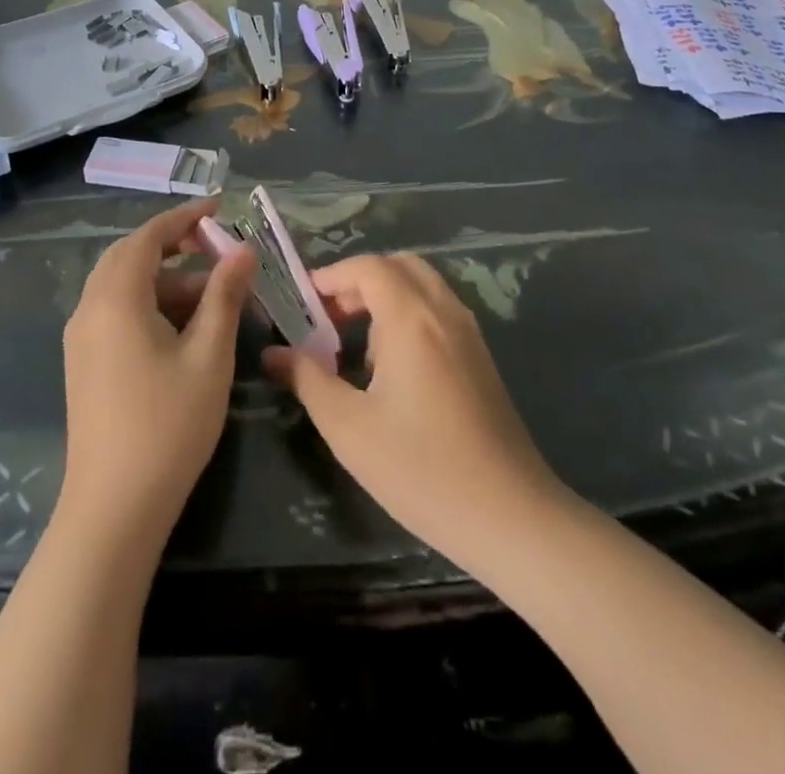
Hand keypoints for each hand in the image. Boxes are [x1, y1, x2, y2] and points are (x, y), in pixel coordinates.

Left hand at [59, 199, 254, 541]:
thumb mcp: (209, 355)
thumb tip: (243, 251)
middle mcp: (90, 308)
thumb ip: (225, 296)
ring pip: (122, 285)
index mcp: (116, 298)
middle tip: (215, 246)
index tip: (218, 208)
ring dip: (164, 278)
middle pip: (129, 256)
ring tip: (213, 295)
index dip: (183, 217)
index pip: (148, 236)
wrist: (113, 508)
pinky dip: (149, 302)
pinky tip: (183, 326)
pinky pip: (115, 311)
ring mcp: (82, 337)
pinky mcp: (83, 362)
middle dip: (172, 245)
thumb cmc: (168, 425)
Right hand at [262, 253, 559, 563]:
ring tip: (355, 347)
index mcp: (412, 318)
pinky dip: (409, 316)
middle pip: (398, 266)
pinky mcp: (481, 358)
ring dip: (385, 298)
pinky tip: (392, 369)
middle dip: (358, 282)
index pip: (368, 267)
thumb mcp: (349, 427)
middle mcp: (444, 312)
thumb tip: (273, 354)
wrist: (511, 517)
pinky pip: (438, 312)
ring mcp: (469, 334)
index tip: (302, 304)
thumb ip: (307, 380)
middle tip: (329, 318)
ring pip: (422, 287)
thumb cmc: (421, 469)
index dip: (330, 276)